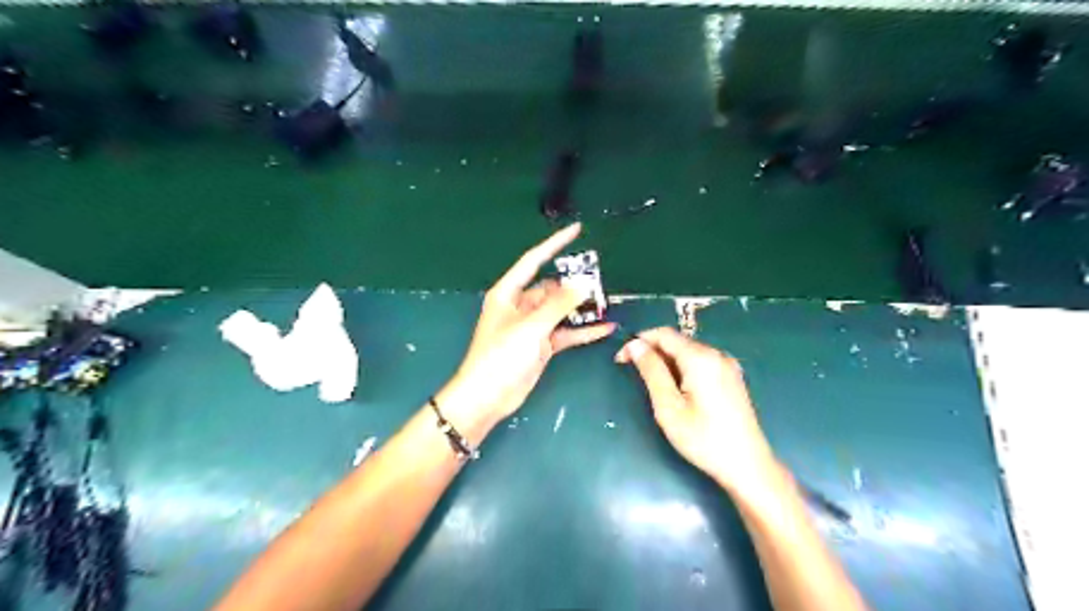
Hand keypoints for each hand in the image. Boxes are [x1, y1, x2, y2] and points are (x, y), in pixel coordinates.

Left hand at [436, 222, 616, 437]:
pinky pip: (566, 332)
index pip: (534, 261)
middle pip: (552, 288)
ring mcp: (532, 326)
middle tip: (601, 283)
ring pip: (561, 310)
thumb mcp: (530, 327)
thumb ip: (558, 305)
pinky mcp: (542, 345)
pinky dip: (583, 331)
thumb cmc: (500, 356)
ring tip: (607, 304)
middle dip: (575, 285)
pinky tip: (605, 328)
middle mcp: (520, 306)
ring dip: (581, 309)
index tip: (576, 230)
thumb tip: (582, 284)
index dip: (555, 244)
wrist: (487, 397)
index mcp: (509, 293)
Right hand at [616, 329, 777, 495]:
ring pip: (688, 351)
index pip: (663, 334)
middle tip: (633, 373)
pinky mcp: (732, 377)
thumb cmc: (703, 438)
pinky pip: (701, 361)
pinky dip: (682, 367)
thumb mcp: (668, 406)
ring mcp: (727, 365)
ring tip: (652, 383)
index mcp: (701, 358)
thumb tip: (635, 345)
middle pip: (677, 341)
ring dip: (666, 360)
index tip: (620, 359)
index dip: (639, 341)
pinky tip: (677, 388)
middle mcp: (717, 354)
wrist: (747, 464)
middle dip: (652, 351)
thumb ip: (651, 371)